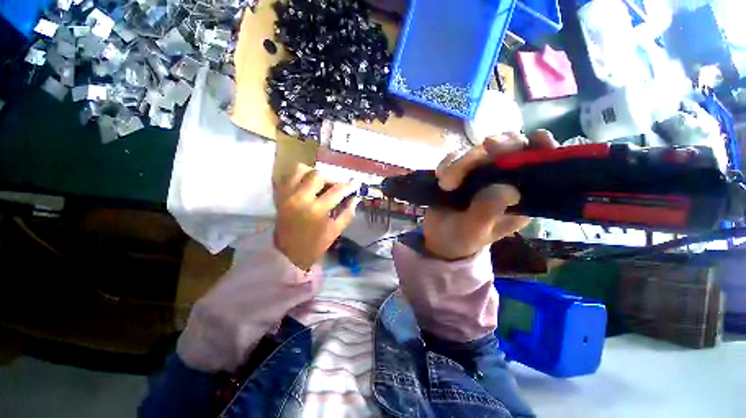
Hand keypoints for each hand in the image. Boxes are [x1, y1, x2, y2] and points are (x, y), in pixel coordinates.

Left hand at [274, 164, 359, 270]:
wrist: (287, 255)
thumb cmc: (314, 245)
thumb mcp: (335, 231)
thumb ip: (347, 213)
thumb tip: (355, 198)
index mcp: (316, 210)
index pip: (336, 191)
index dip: (348, 186)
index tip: (354, 185)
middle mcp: (300, 198)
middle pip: (318, 175)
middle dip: (331, 178)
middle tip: (336, 186)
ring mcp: (287, 195)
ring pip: (300, 170)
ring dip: (313, 173)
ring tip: (320, 183)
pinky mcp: (279, 196)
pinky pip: (288, 177)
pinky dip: (298, 177)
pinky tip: (306, 185)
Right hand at [422, 130, 557, 259]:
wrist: (438, 236)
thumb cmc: (461, 238)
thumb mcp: (474, 230)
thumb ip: (489, 211)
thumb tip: (509, 188)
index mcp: (520, 197)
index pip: (539, 166)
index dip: (543, 149)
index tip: (538, 138)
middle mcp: (504, 180)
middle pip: (509, 148)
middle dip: (490, 151)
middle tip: (473, 158)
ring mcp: (481, 172)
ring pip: (480, 149)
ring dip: (461, 162)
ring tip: (446, 185)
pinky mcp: (461, 169)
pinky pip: (456, 155)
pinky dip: (448, 163)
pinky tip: (440, 178)